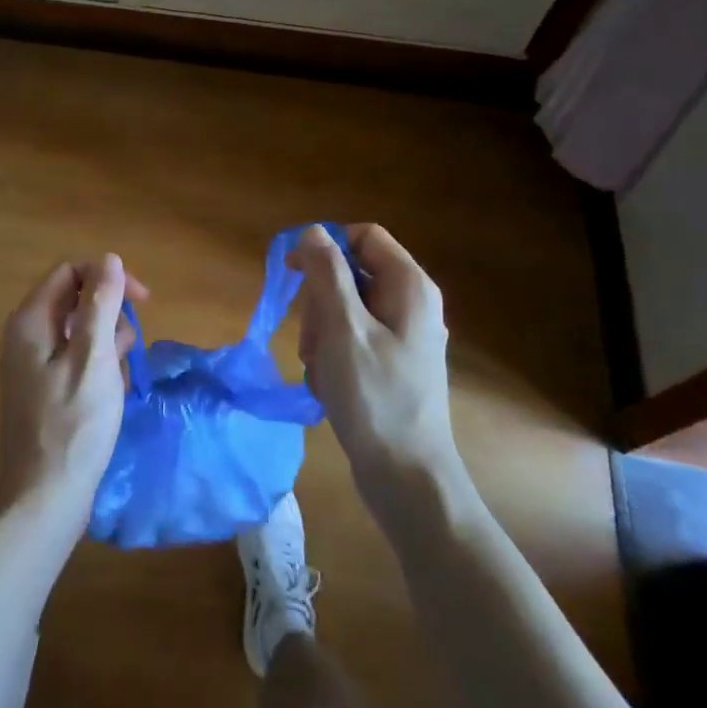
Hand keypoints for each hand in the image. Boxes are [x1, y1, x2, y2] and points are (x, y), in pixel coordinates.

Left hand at [0, 253, 147, 541]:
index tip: (143, 300)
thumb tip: (109, 259)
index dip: (108, 277)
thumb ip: (100, 305)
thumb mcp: (93, 359)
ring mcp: (34, 364)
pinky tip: (111, 397)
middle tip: (125, 353)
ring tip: (117, 382)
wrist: (44, 498)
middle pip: (77, 300)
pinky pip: (78, 361)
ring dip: (108, 347)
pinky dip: (99, 370)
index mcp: (32, 321)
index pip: (71, 272)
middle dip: (110, 318)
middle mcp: (27, 335)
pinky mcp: (46, 388)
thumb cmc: (73, 426)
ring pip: (82, 333)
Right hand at [290, 224, 461, 489]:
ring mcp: (403, 336)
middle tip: (312, 340)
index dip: (326, 247)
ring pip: (344, 309)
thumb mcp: (343, 328)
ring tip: (320, 369)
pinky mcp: (392, 363)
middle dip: (320, 302)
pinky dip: (333, 356)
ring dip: (321, 334)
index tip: (295, 273)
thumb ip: (327, 274)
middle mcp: (411, 303)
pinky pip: (351, 339)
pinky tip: (329, 385)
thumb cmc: (374, 397)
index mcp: (409, 286)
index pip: (363, 237)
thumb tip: (313, 231)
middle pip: (350, 274)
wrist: (406, 476)